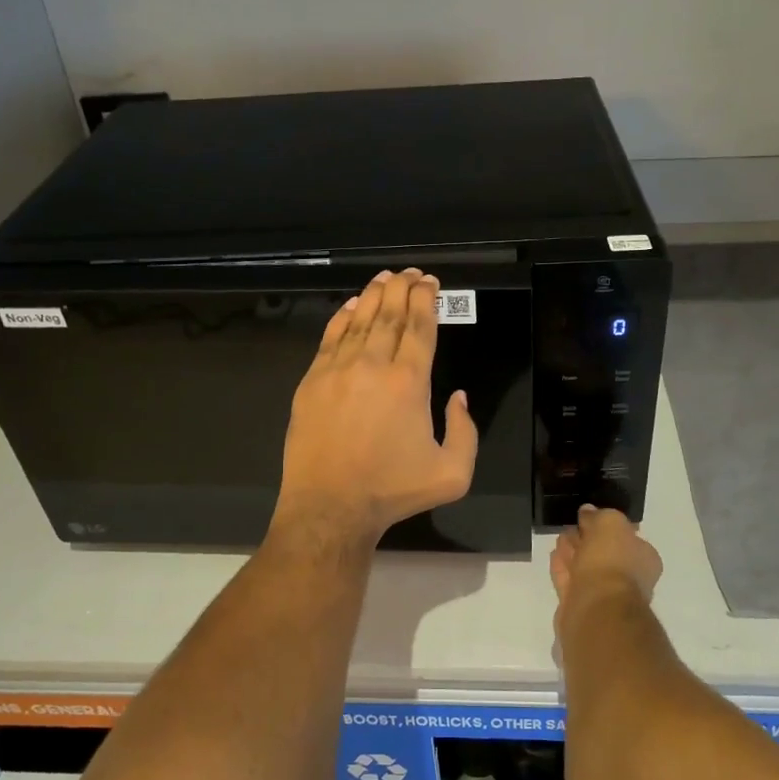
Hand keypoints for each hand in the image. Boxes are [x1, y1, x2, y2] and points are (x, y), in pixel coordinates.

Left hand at [276, 268, 478, 543]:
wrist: (330, 506)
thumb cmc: (393, 490)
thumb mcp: (452, 473)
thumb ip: (466, 431)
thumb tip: (458, 397)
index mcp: (410, 382)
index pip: (420, 327)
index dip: (426, 299)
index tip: (430, 282)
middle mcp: (374, 365)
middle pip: (390, 314)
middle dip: (403, 288)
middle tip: (411, 273)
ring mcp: (338, 370)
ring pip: (360, 320)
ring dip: (374, 295)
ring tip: (385, 278)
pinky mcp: (312, 381)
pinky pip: (330, 337)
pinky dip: (343, 317)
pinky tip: (352, 305)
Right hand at [550, 506, 661, 632]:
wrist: (598, 609)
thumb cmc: (611, 562)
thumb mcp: (610, 522)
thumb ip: (599, 515)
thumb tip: (588, 512)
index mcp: (644, 558)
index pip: (626, 536)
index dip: (605, 524)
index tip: (587, 516)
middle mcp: (629, 577)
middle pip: (604, 551)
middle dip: (587, 538)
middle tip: (571, 527)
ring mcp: (606, 594)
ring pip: (586, 567)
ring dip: (574, 552)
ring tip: (560, 538)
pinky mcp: (583, 607)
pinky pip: (571, 581)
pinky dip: (563, 568)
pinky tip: (554, 556)